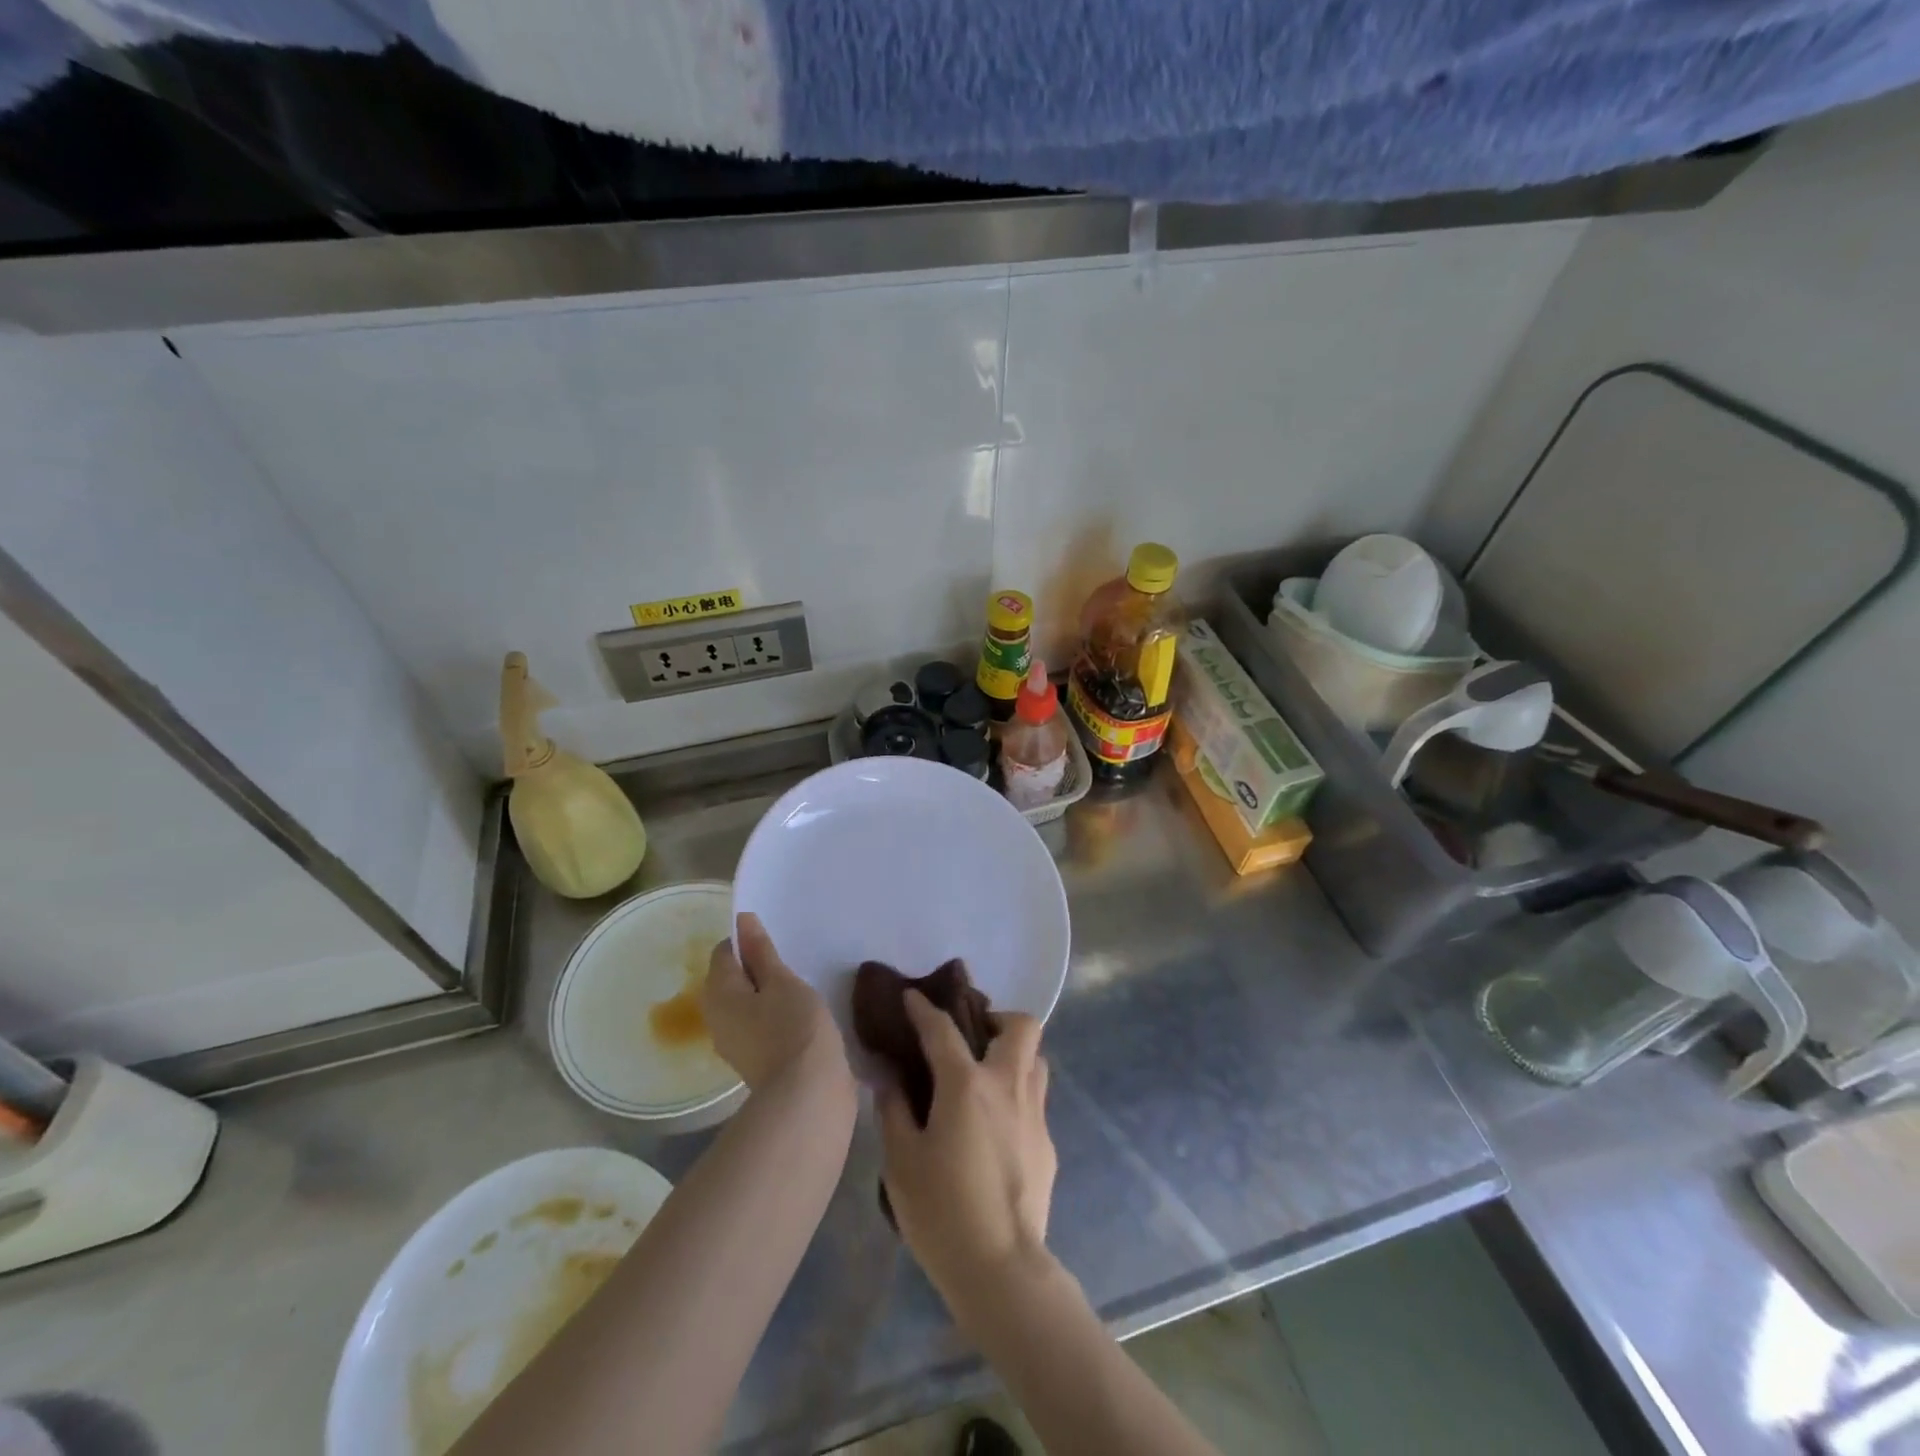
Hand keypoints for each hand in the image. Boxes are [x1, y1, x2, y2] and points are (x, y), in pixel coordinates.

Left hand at [703, 913, 847, 1091]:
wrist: (807, 1093)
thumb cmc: (794, 1026)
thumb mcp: (781, 980)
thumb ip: (761, 951)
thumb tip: (742, 920)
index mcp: (718, 992)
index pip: (724, 952)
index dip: (748, 942)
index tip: (777, 945)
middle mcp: (715, 1016)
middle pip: (731, 979)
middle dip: (757, 968)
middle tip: (790, 965)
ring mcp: (732, 1041)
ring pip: (744, 1002)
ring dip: (766, 992)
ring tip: (797, 988)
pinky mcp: (751, 1059)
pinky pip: (756, 1023)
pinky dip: (771, 1014)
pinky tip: (796, 1015)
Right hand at [877, 992, 1056, 1303]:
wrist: (1002, 1269)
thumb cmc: (942, 1212)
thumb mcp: (901, 1162)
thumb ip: (894, 1110)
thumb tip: (888, 1078)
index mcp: (967, 1085)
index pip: (943, 1029)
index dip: (924, 1008)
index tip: (912, 996)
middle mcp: (1007, 1086)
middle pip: (1022, 1026)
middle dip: (997, 1019)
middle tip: (972, 1038)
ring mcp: (1034, 1113)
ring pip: (1036, 1059)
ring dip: (1014, 1054)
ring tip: (985, 1076)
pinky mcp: (1047, 1143)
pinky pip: (1035, 1099)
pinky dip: (1016, 1095)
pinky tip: (995, 1126)